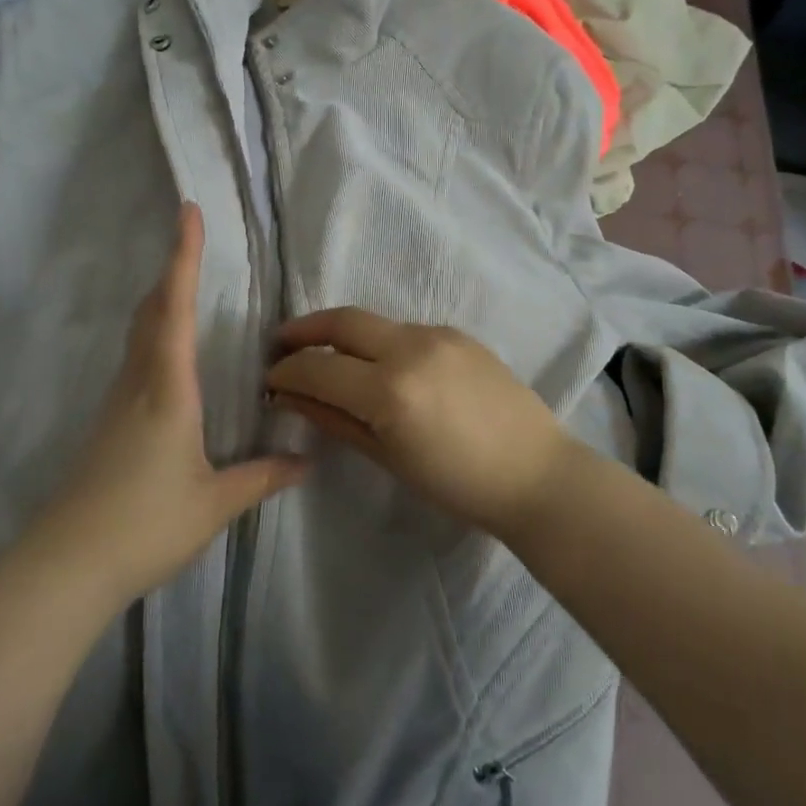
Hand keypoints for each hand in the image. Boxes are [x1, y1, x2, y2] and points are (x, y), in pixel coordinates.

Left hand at [29, 203, 308, 606]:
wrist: (66, 566)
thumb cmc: (145, 526)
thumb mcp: (214, 503)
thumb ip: (263, 477)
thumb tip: (306, 460)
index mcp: (166, 391)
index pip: (175, 310)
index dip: (182, 258)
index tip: (187, 214)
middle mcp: (137, 385)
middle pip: (150, 312)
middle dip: (171, 271)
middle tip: (191, 241)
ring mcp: (116, 405)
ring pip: (139, 335)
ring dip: (161, 301)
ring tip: (187, 287)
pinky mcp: (108, 425)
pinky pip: (135, 361)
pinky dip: (155, 336)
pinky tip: (171, 357)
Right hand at [266, 308, 573, 535]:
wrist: (535, 473)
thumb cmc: (458, 484)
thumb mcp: (388, 457)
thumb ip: (335, 419)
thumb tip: (291, 397)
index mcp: (391, 390)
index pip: (318, 368)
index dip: (286, 372)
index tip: (270, 380)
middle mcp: (411, 348)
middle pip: (341, 322)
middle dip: (303, 330)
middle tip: (280, 346)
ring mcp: (439, 335)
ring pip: (374, 323)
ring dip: (342, 335)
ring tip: (326, 358)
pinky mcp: (459, 334)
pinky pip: (405, 330)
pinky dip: (379, 342)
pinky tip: (378, 366)